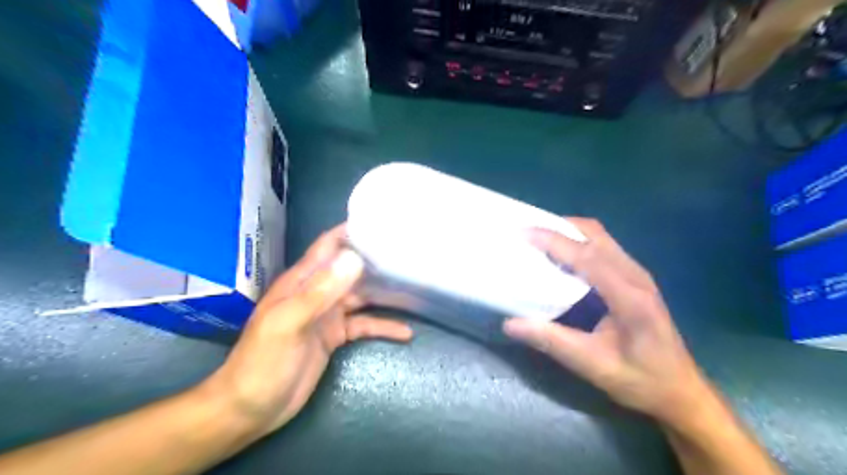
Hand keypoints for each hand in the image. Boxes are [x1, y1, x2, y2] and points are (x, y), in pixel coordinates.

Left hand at [201, 224, 412, 439]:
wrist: (250, 409)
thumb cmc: (263, 362)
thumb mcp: (289, 323)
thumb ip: (320, 291)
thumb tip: (355, 258)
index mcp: (301, 281)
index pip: (328, 246)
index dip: (351, 231)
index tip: (382, 224)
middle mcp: (316, 292)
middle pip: (350, 269)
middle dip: (375, 260)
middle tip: (407, 254)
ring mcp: (327, 314)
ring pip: (361, 296)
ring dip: (384, 292)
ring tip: (413, 286)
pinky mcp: (335, 336)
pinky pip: (364, 325)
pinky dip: (383, 326)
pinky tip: (405, 331)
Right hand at [501, 217, 712, 423]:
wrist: (681, 391)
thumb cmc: (640, 380)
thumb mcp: (593, 365)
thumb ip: (552, 341)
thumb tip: (510, 324)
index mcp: (629, 296)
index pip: (587, 255)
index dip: (554, 240)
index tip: (523, 233)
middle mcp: (636, 276)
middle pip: (596, 234)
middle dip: (559, 226)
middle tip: (527, 233)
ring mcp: (637, 274)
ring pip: (600, 237)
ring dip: (568, 232)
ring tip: (539, 240)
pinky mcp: (634, 278)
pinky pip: (603, 247)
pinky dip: (578, 243)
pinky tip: (561, 257)